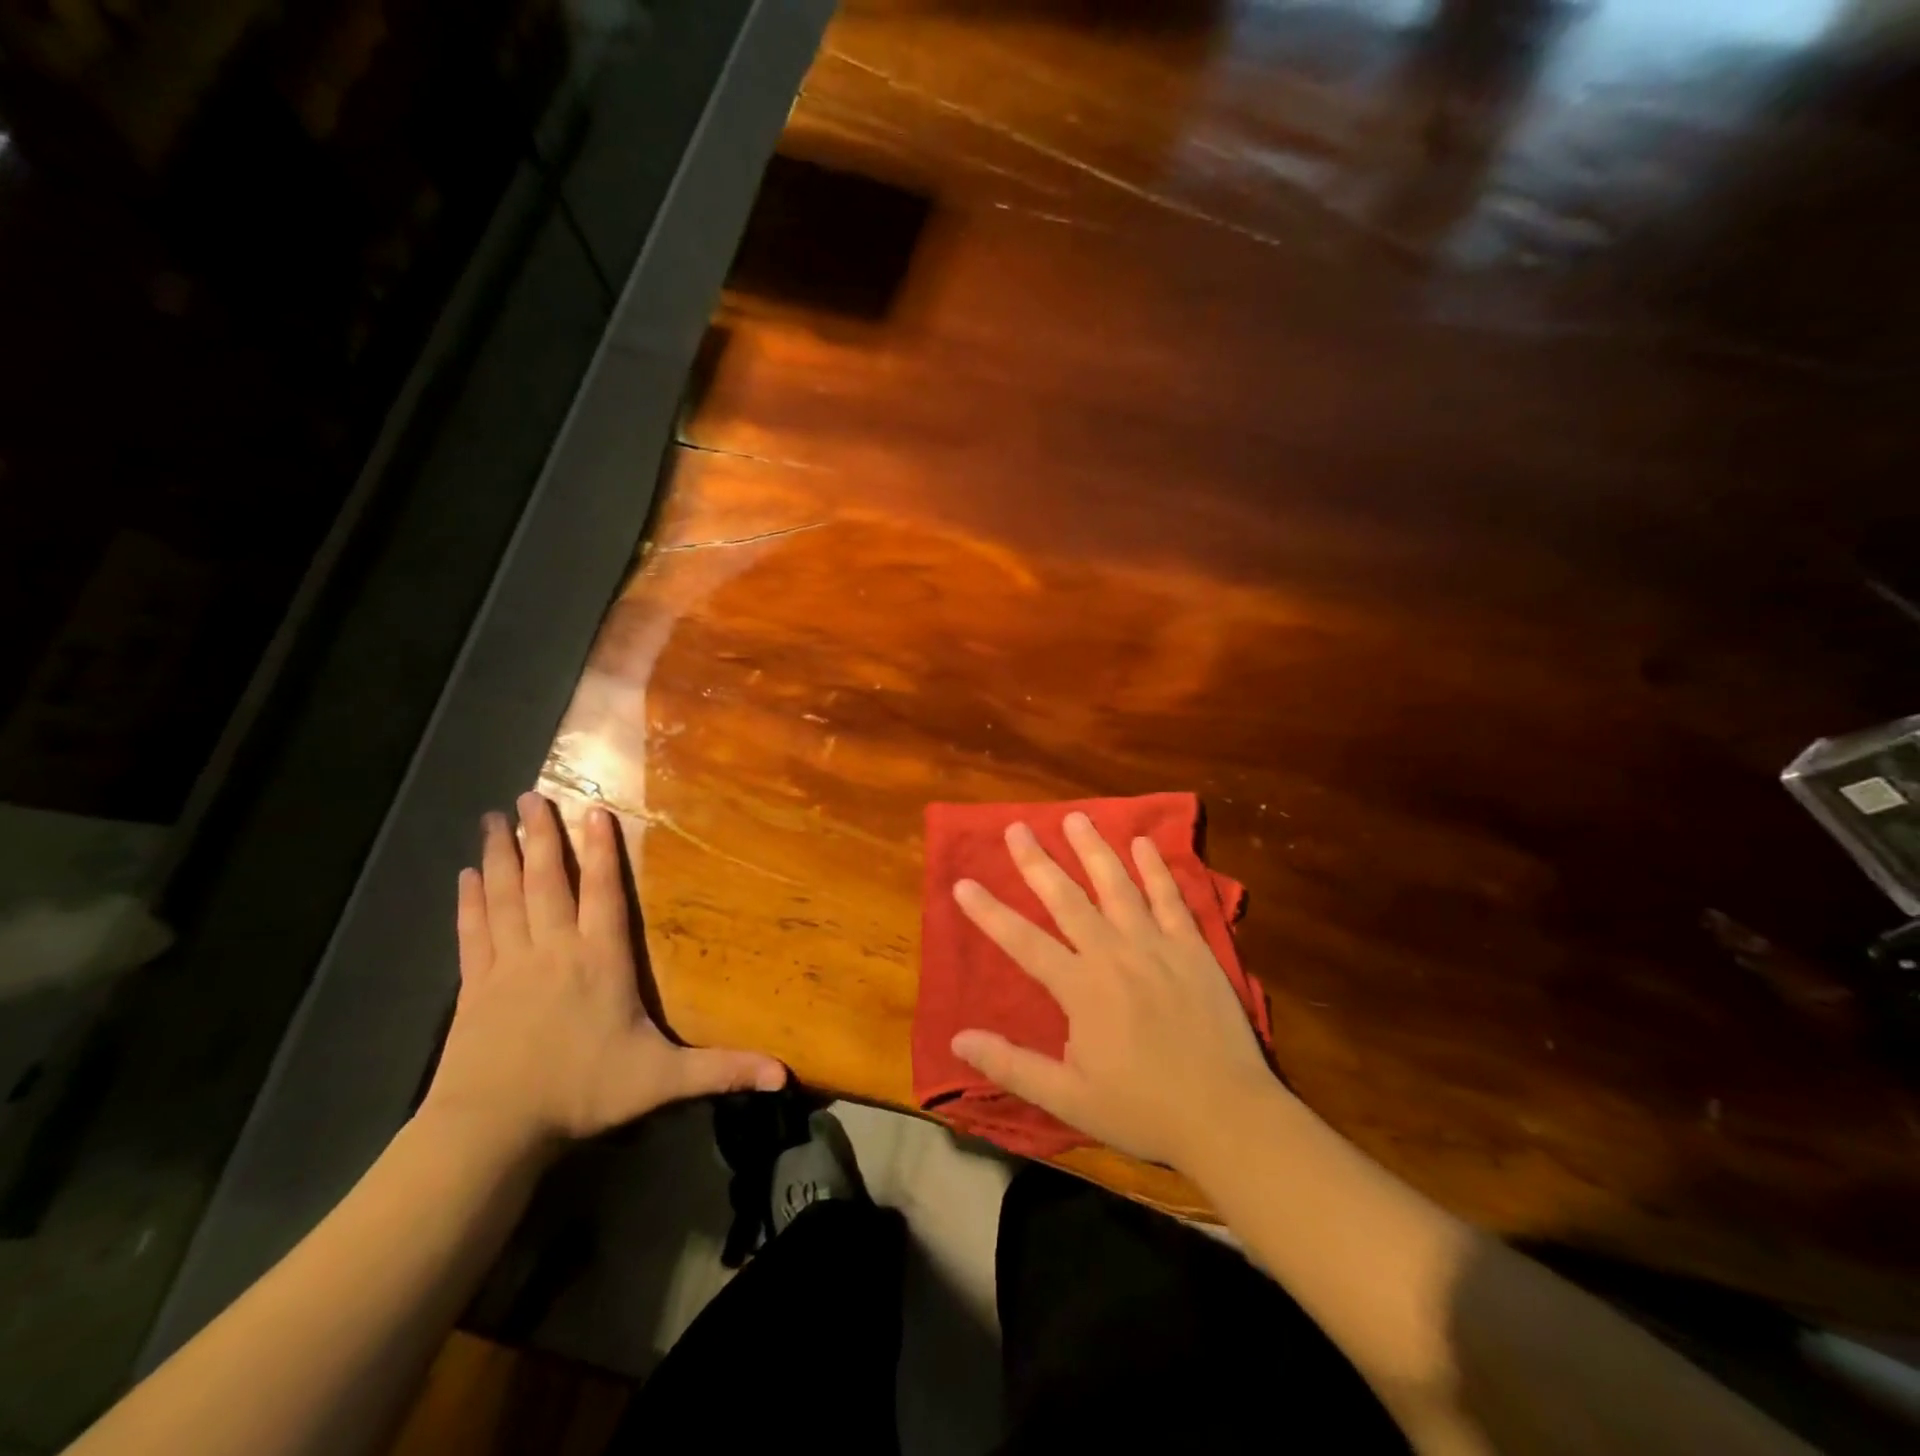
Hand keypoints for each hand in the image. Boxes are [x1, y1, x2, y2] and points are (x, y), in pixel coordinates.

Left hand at [421, 792, 785, 1155]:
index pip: (604, 893)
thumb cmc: (582, 1093)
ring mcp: (508, 964)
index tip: (592, 809)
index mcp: (600, 960)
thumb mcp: (661, 1080)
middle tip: (528, 795)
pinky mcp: (473, 985)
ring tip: (493, 818)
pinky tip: (466, 875)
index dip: (602, 850)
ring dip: (501, 855)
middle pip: (548, 881)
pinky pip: (472, 931)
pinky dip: (470, 901)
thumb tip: (784, 1075)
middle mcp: (555, 949)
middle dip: (541, 836)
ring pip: (506, 896)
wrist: (491, 1129)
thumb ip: (722, 1069)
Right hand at [950, 812, 1284, 1169]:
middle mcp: (1113, 954)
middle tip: (1017, 828)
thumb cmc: (1143, 1110)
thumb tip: (957, 1040)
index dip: (989, 913)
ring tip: (1075, 818)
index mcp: (1080, 988)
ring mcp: (1156, 945)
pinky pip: (1170, 898)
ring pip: (1117, 885)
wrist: (1227, 1116)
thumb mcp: (1068, 1099)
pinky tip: (1144, 843)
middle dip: (1037, 861)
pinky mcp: (1192, 948)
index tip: (962, 883)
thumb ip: (1012, 1065)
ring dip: (1093, 849)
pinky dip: (1156, 869)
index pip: (1023, 942)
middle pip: (1067, 898)